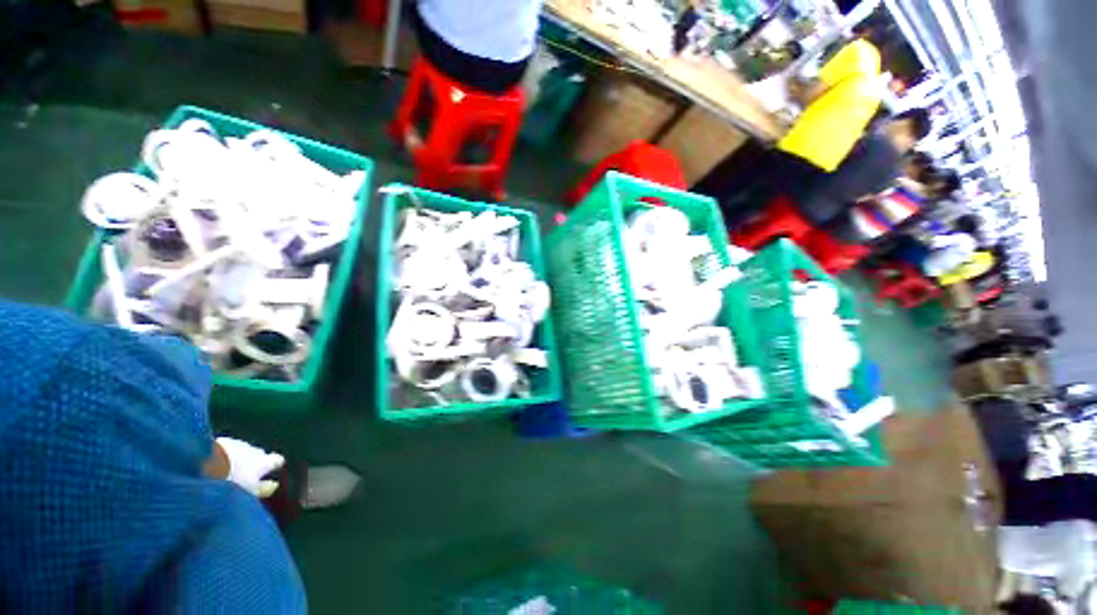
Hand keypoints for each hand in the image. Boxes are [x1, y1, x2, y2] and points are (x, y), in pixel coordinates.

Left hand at [215, 437, 284, 497]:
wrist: (206, 462)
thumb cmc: (232, 480)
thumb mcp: (249, 491)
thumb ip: (263, 489)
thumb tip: (274, 486)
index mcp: (265, 462)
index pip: (278, 460)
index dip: (275, 465)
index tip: (271, 473)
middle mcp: (256, 451)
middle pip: (259, 455)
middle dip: (253, 463)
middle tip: (242, 478)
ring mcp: (240, 445)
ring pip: (243, 452)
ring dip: (237, 460)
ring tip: (224, 474)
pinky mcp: (223, 442)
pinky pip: (227, 449)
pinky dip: (224, 456)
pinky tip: (213, 466)